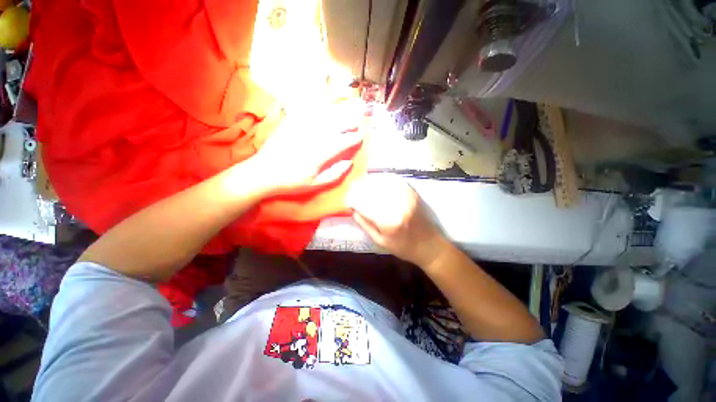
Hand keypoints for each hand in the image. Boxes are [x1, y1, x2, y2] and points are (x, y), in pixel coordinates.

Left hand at [251, 102, 363, 196]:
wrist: (263, 173)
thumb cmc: (291, 181)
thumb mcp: (315, 184)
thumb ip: (334, 174)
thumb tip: (349, 163)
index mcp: (320, 154)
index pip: (343, 142)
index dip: (354, 138)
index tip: (361, 136)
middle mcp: (314, 137)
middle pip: (337, 124)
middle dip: (350, 121)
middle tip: (358, 119)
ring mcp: (302, 127)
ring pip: (324, 115)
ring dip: (338, 111)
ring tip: (348, 108)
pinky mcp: (291, 122)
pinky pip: (306, 109)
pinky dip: (317, 104)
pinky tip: (324, 102)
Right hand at [346, 175, 448, 266]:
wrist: (429, 245)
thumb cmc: (403, 247)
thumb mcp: (380, 241)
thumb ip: (365, 224)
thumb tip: (353, 209)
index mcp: (387, 222)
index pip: (364, 205)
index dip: (353, 200)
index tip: (347, 199)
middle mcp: (397, 206)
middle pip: (372, 191)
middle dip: (359, 189)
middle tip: (353, 189)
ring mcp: (406, 197)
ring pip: (383, 183)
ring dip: (370, 183)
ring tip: (363, 184)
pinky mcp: (413, 193)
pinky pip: (395, 181)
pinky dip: (384, 180)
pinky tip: (378, 181)